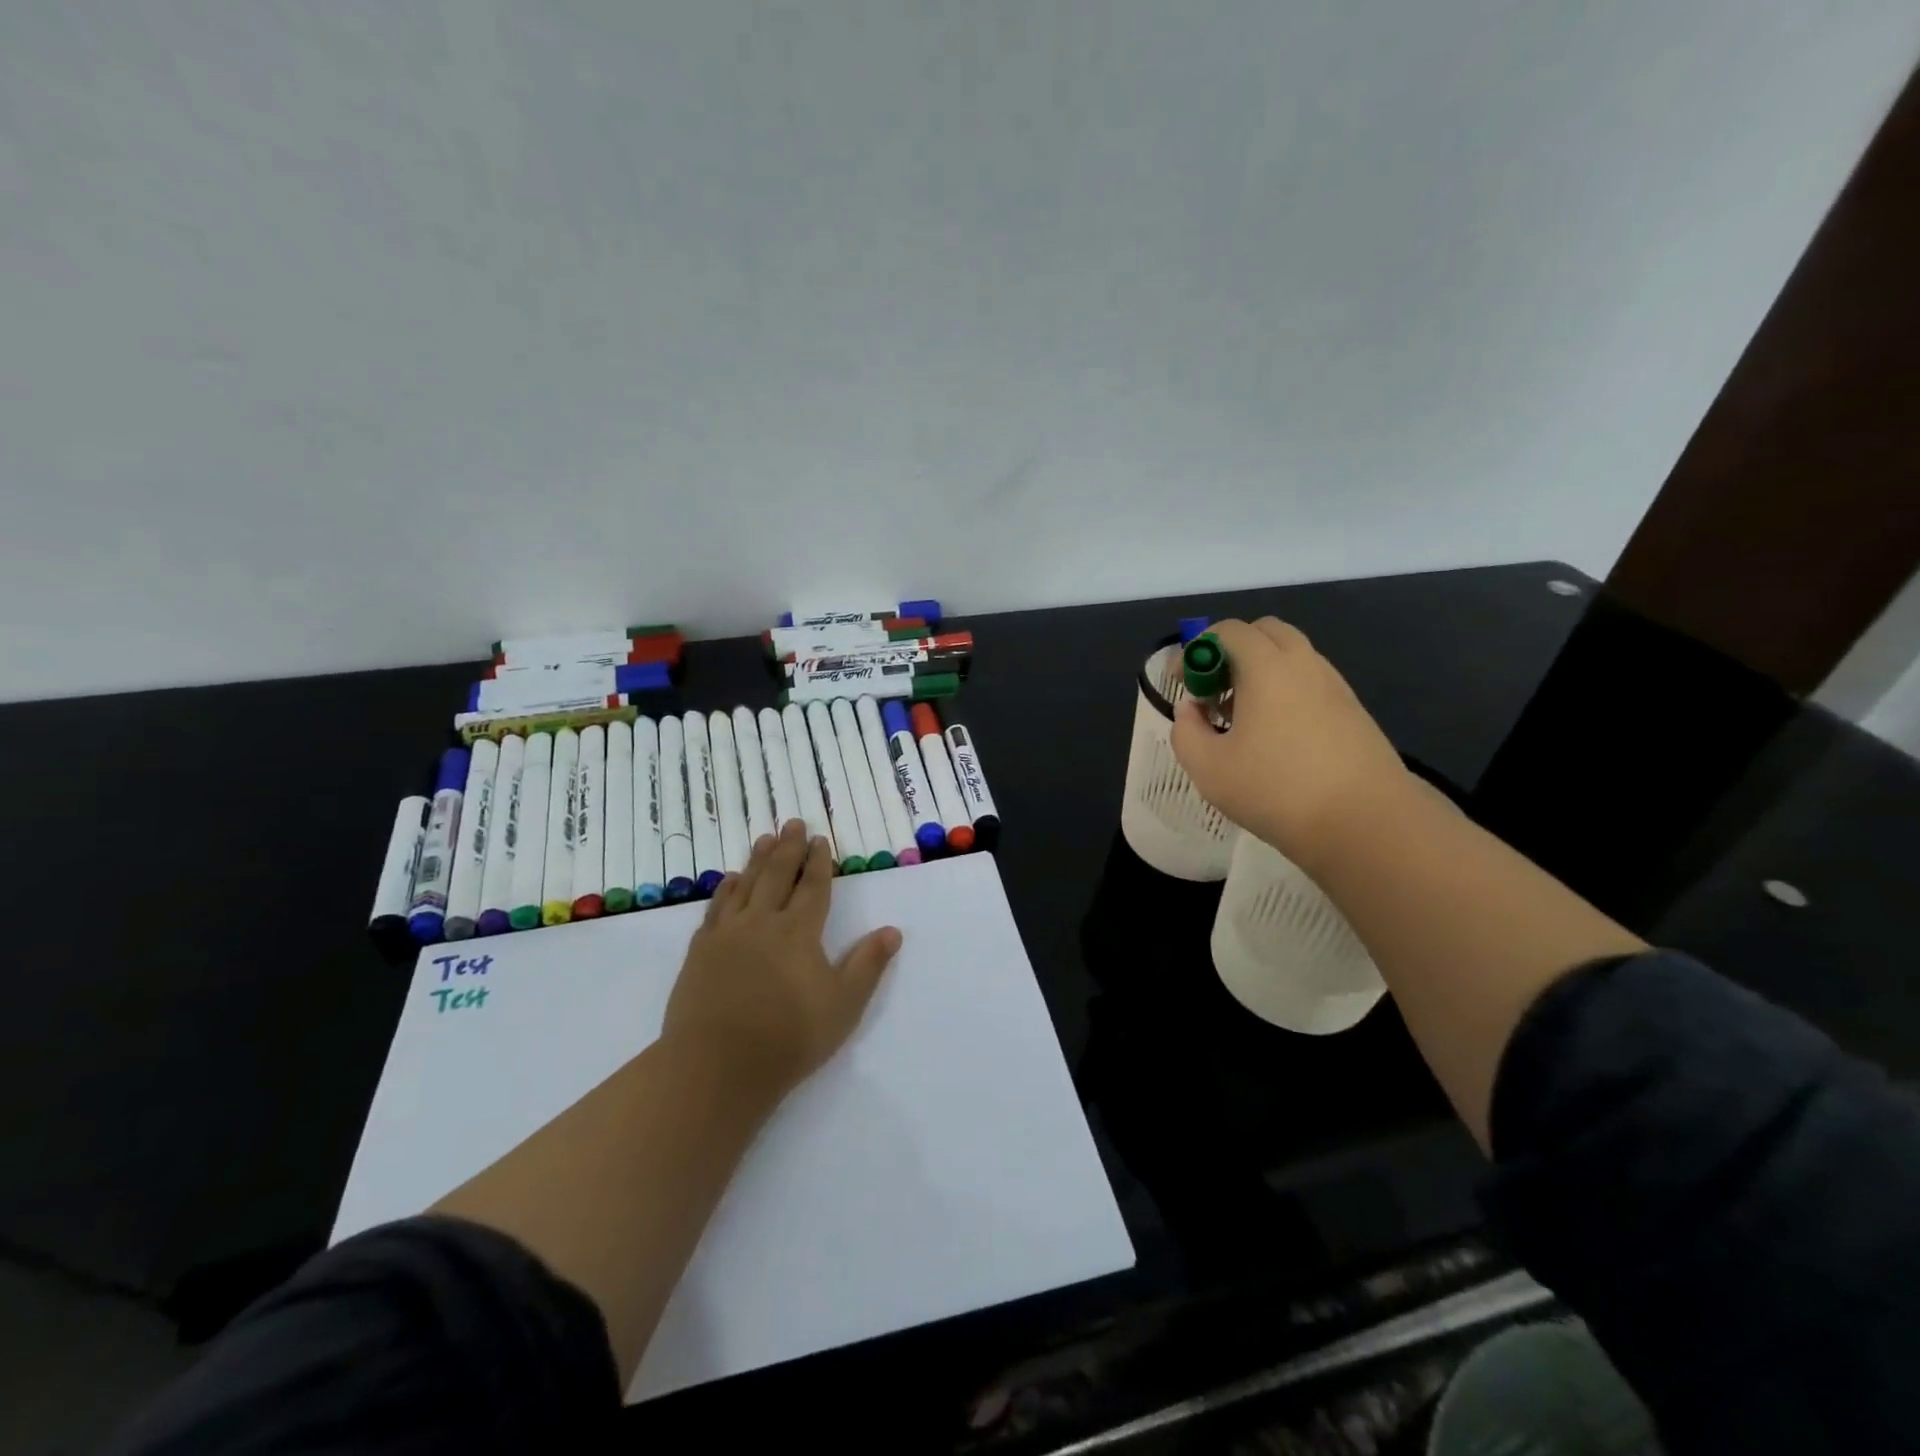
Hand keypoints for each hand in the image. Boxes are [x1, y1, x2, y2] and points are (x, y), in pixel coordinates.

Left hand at [664, 818, 901, 1098]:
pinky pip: (716, 908)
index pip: (812, 887)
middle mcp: (762, 922)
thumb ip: (868, 965)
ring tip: (765, 839)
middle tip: (792, 823)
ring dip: (757, 860)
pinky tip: (729, 881)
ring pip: (745, 885)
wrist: (717, 1066)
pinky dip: (725, 890)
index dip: (818, 862)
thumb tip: (892, 931)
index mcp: (799, 931)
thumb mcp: (844, 1005)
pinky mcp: (700, 952)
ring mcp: (727, 934)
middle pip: (776, 875)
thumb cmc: (789, 1037)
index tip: (820, 839)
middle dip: (788, 848)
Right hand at [1170, 618, 1411, 869]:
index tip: (1182, 683)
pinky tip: (1277, 738)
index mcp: (1267, 667)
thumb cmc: (1276, 789)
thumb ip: (1186, 731)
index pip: (1229, 631)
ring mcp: (1335, 687)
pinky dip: (1286, 693)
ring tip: (1243, 719)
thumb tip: (1190, 710)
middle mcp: (1305, 665)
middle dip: (1232, 652)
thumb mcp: (1208, 767)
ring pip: (1292, 658)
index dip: (1197, 649)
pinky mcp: (1354, 713)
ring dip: (1261, 673)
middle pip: (1265, 633)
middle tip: (1214, 691)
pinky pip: (1311, 684)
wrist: (1366, 823)